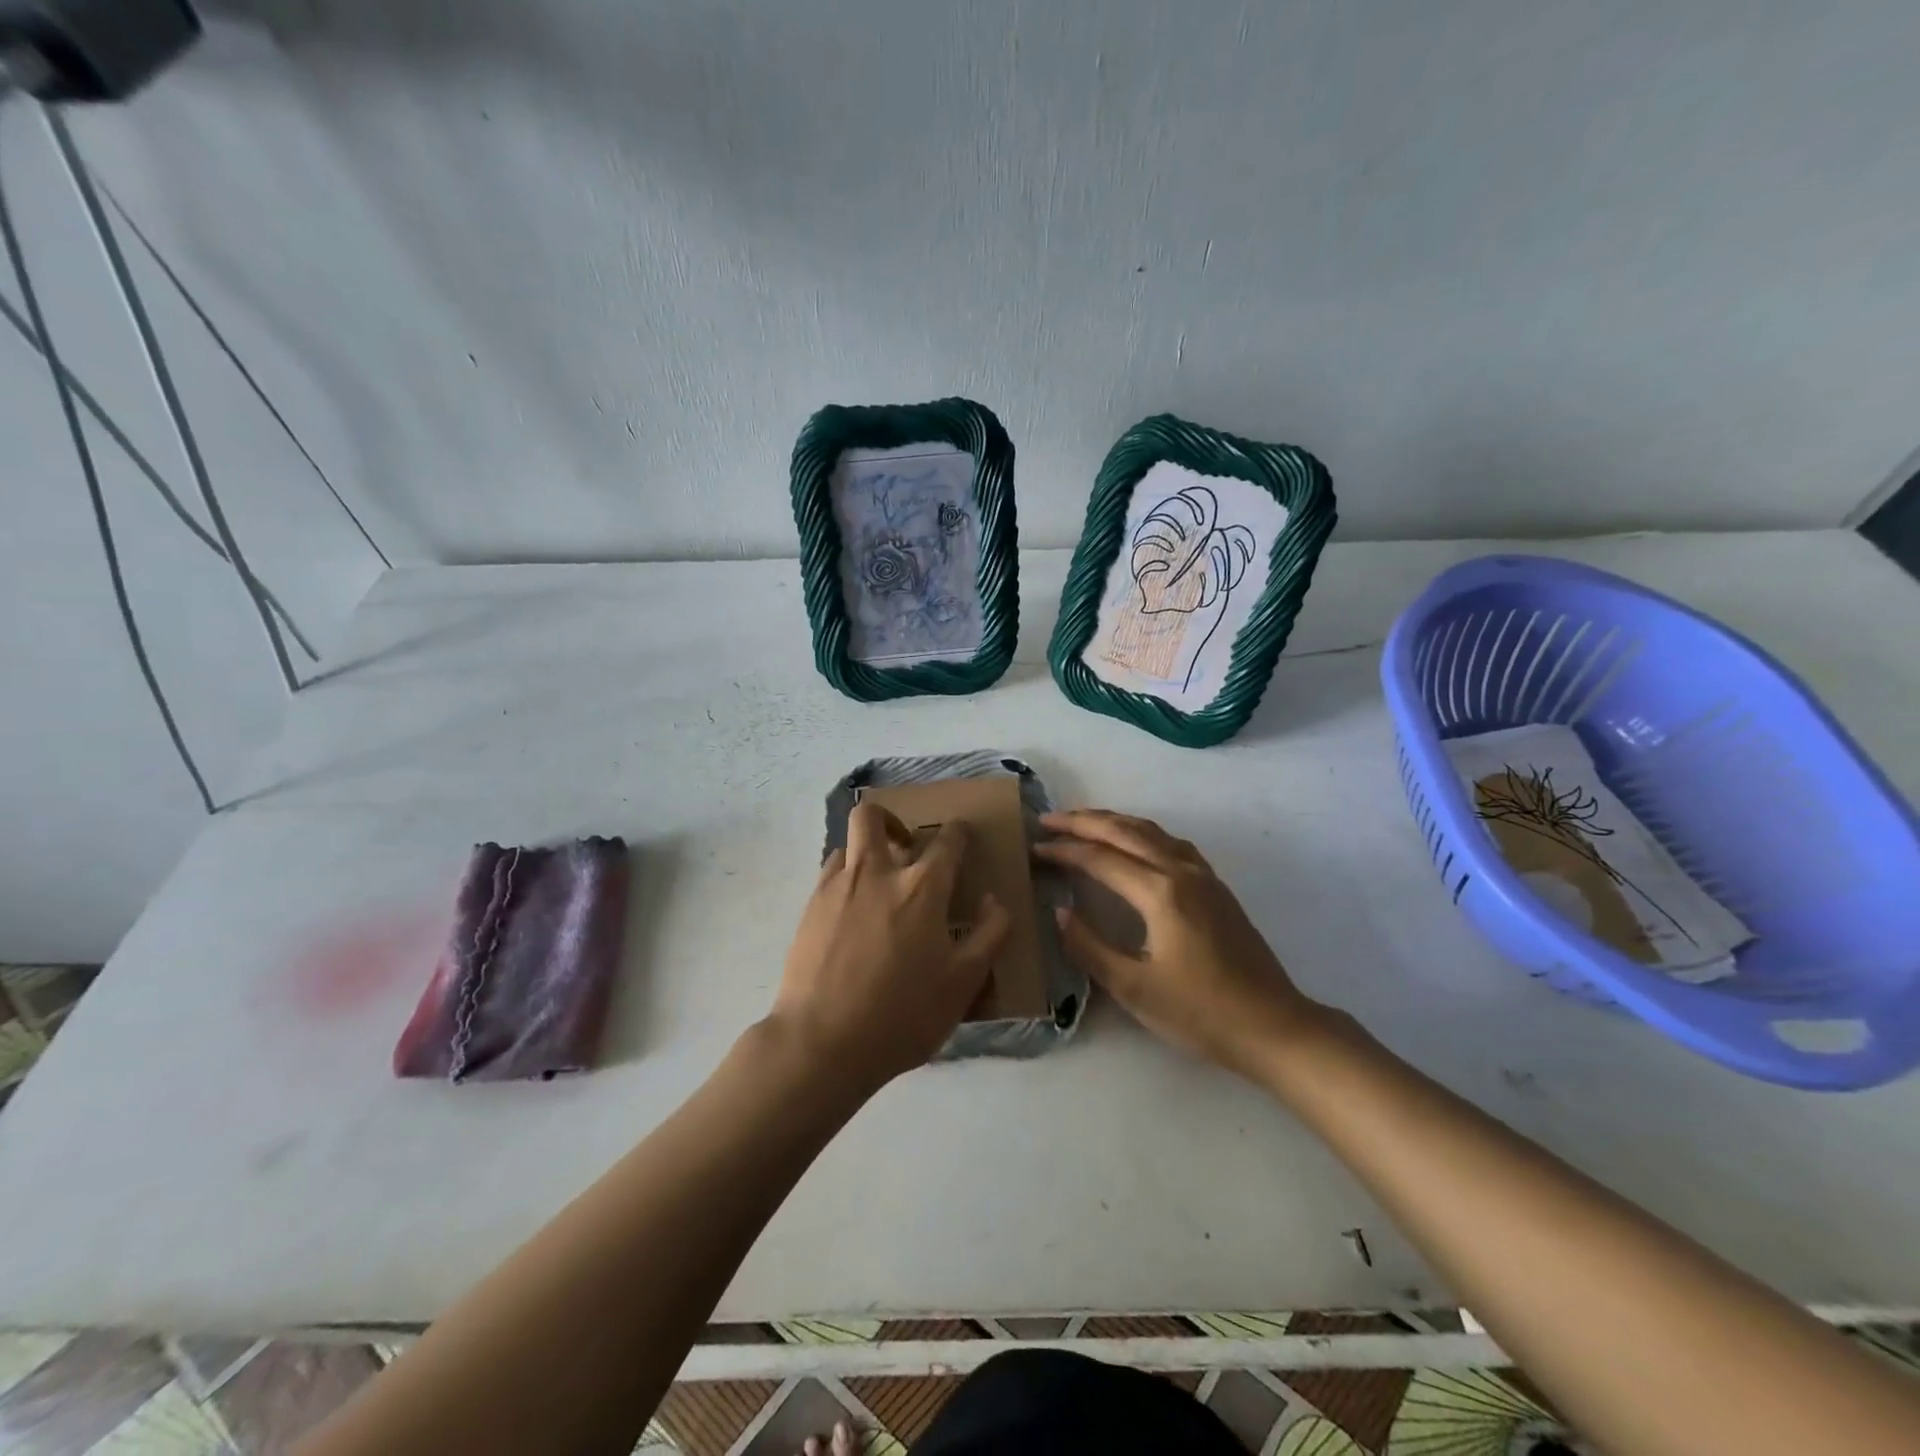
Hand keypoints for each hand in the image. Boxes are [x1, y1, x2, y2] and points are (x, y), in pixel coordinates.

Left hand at [771, 800, 1010, 1091]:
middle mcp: (876, 873)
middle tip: (905, 846)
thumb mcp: (964, 983)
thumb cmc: (902, 1015)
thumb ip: (990, 935)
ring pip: (847, 845)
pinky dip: (845, 880)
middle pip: (873, 816)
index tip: (961, 835)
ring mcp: (836, 888)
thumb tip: (994, 900)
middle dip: (891, 819)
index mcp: (922, 888)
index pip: (946, 841)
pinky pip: (828, 875)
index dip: (958, 832)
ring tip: (877, 885)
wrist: (822, 1042)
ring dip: (865, 853)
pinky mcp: (808, 909)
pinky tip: (852, 913)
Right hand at [1034, 809, 1324, 1076]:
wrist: (1273, 1026)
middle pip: (1125, 831)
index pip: (1100, 859)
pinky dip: (1142, 832)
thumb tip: (1060, 913)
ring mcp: (1203, 876)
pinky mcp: (1216, 887)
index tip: (1034, 850)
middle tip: (1048, 820)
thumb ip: (1090, 947)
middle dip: (1083, 821)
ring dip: (1113, 821)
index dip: (1064, 852)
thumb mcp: (1134, 988)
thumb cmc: (1200, 1013)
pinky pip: (1170, 842)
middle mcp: (1181, 871)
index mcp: (1160, 893)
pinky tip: (1134, 842)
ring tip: (1082, 822)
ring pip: (1151, 831)